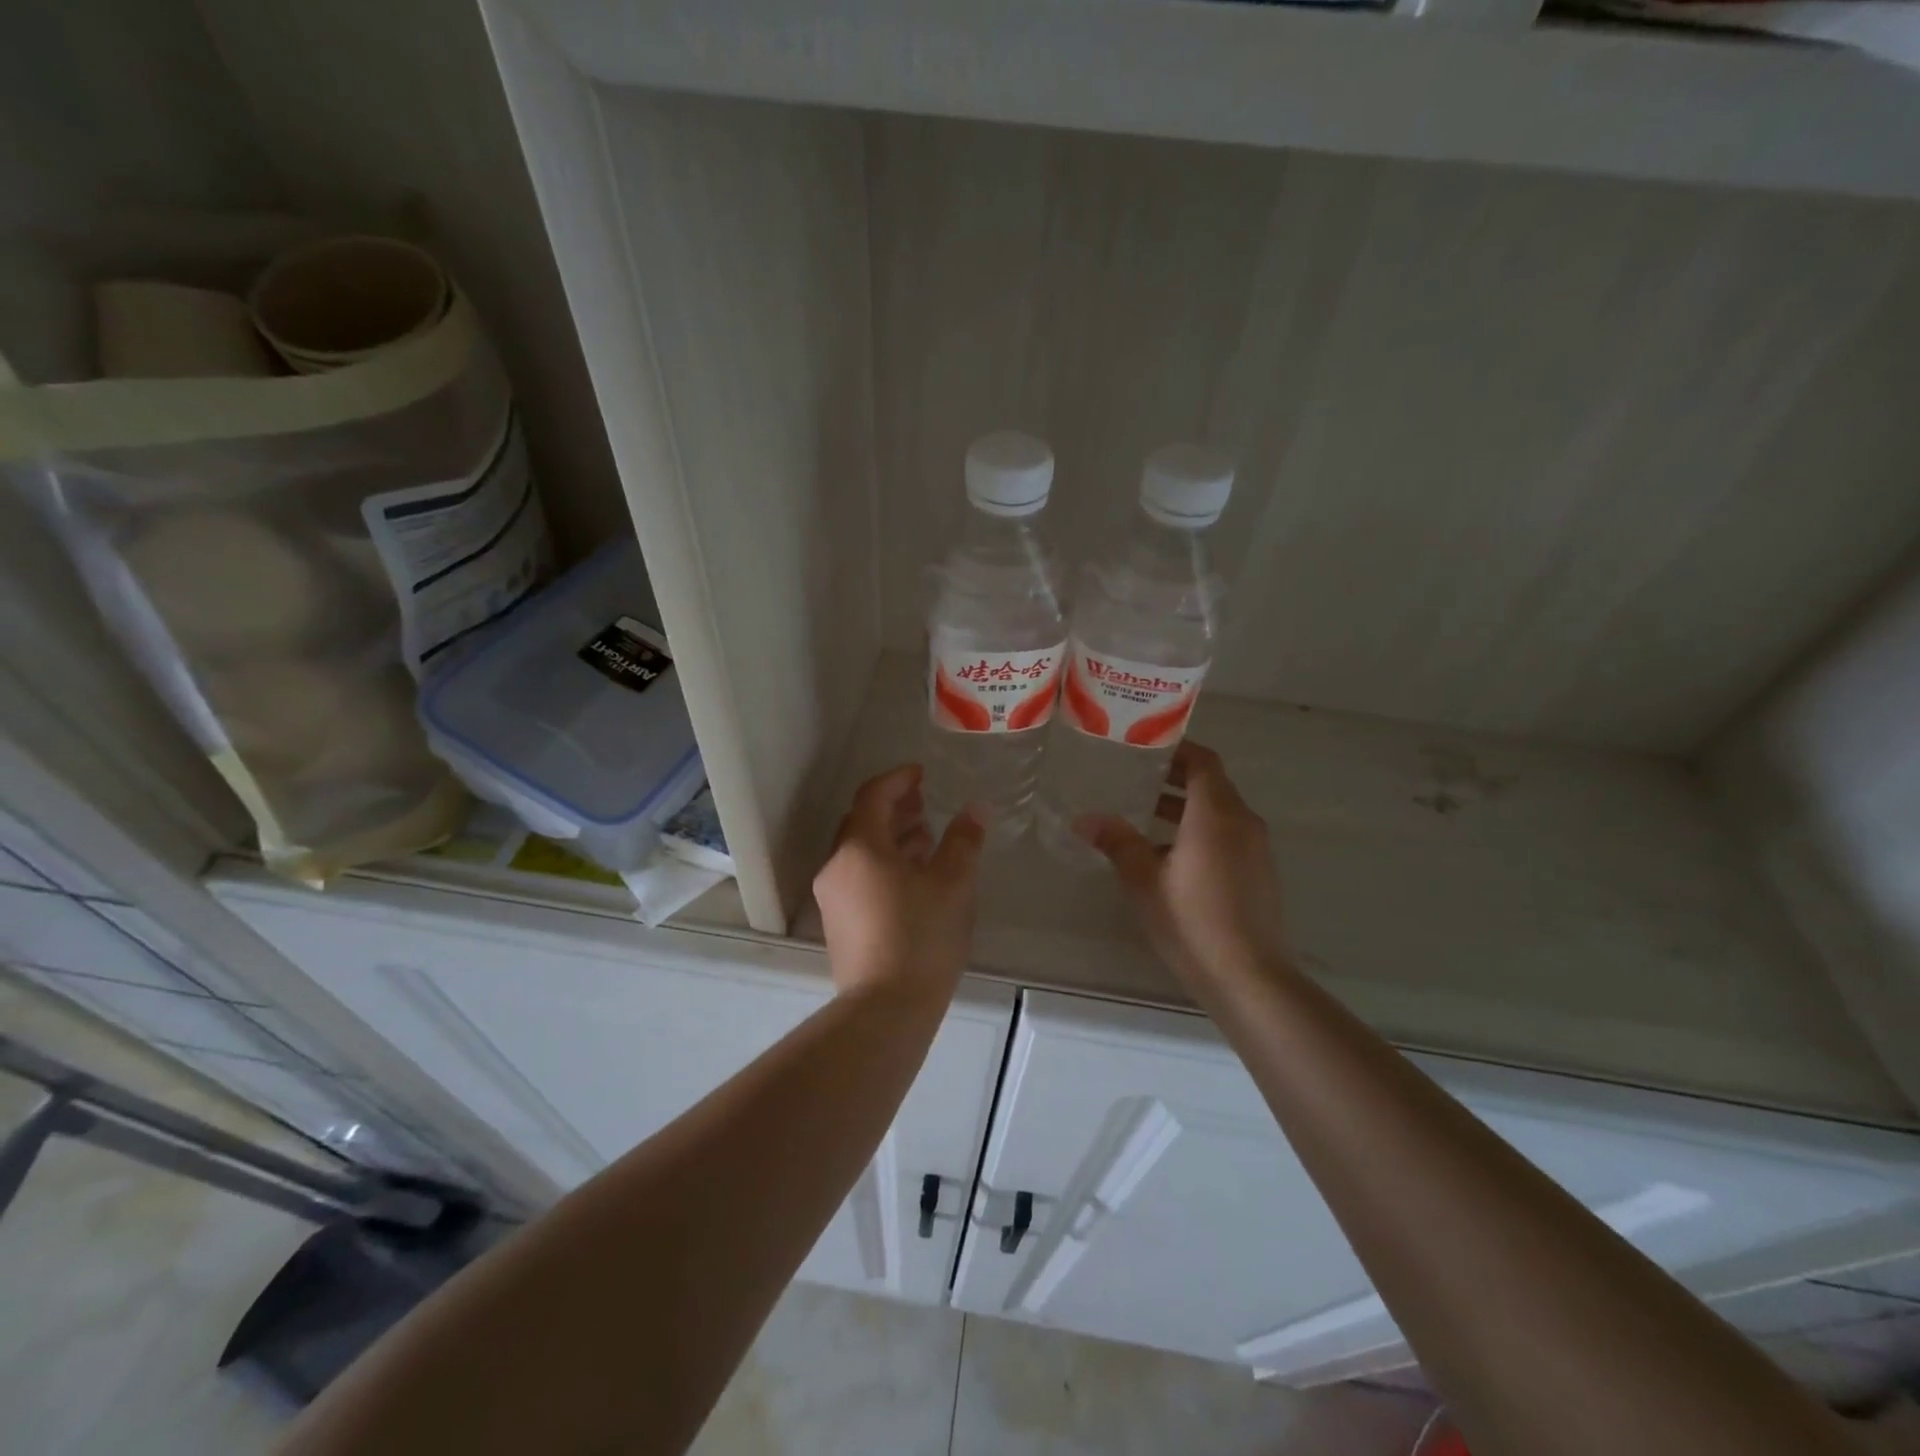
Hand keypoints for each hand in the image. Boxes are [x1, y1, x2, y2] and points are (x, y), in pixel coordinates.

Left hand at [813, 765, 983, 1000]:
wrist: (886, 1009)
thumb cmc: (921, 936)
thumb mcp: (953, 883)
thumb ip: (963, 840)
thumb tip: (974, 810)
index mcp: (859, 848)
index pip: (872, 796)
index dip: (898, 780)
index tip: (922, 774)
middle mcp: (837, 867)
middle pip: (861, 822)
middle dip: (894, 808)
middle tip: (925, 802)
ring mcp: (833, 898)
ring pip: (860, 852)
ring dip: (891, 838)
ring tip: (926, 837)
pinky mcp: (839, 924)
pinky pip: (859, 877)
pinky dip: (884, 864)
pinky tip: (914, 877)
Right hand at [1077, 742, 1289, 997]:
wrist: (1250, 978)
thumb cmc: (1192, 921)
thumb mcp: (1144, 880)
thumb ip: (1117, 842)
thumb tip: (1084, 818)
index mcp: (1216, 813)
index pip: (1202, 761)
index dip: (1176, 748)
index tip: (1145, 745)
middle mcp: (1242, 822)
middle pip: (1211, 784)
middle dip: (1174, 777)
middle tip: (1134, 775)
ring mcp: (1255, 848)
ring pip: (1218, 811)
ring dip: (1184, 807)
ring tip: (1142, 812)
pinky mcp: (1258, 872)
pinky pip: (1227, 835)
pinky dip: (1199, 830)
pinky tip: (1167, 854)